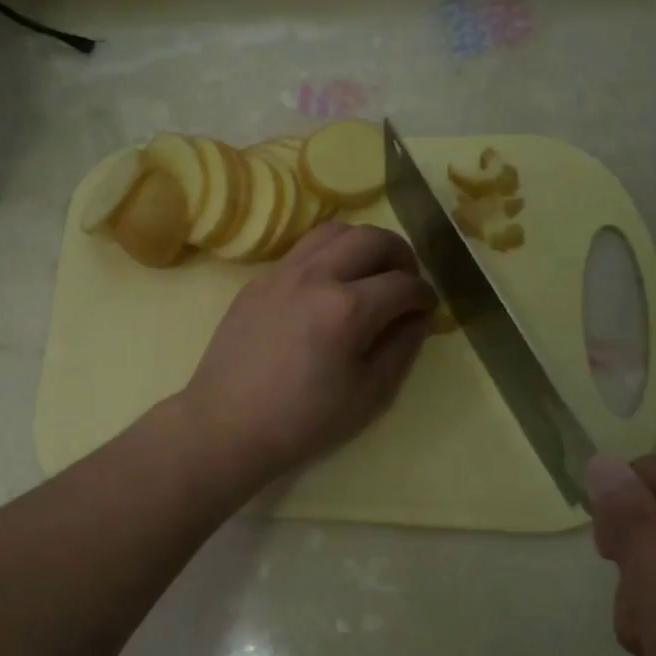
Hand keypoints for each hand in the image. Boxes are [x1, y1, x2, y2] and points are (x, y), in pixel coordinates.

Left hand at [178, 222, 435, 490]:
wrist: (227, 424)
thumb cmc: (303, 420)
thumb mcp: (369, 394)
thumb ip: (402, 347)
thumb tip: (419, 317)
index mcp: (347, 308)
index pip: (403, 284)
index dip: (424, 295)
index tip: (427, 309)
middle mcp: (316, 276)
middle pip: (371, 238)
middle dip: (400, 254)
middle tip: (405, 281)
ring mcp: (282, 272)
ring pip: (333, 231)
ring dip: (362, 244)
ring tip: (369, 274)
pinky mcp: (259, 279)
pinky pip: (303, 249)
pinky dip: (328, 255)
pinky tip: (329, 286)